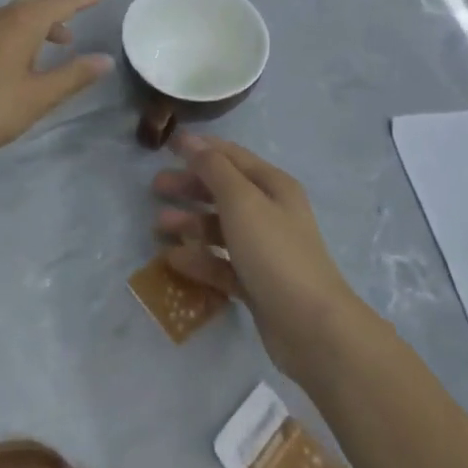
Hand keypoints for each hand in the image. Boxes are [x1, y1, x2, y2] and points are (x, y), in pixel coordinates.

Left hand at [0, 0, 114, 157]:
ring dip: (47, 17)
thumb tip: (105, 59)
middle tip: (90, 3)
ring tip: (65, 39)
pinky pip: (9, 22)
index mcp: (23, 22)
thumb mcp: (37, 96)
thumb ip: (73, 76)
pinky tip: (30, 53)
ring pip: (23, 10)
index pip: (64, 0)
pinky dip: (29, 27)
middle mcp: (3, 16)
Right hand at [153, 133, 369, 387]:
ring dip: (191, 223)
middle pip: (223, 191)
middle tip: (156, 187)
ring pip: (220, 228)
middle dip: (190, 186)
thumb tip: (191, 139)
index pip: (232, 157)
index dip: (200, 149)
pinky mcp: (256, 283)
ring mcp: (264, 250)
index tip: (166, 146)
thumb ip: (214, 169)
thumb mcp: (242, 202)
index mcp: (273, 186)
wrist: (311, 327)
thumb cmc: (275, 252)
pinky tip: (173, 260)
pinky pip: (222, 263)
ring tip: (159, 225)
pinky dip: (199, 259)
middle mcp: (270, 212)